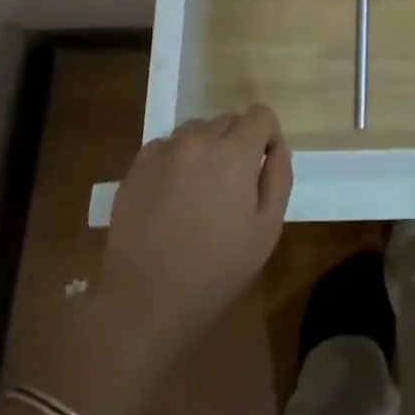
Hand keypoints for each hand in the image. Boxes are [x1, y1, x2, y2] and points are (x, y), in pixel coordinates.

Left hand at [100, 106, 293, 362]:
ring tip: (201, 190)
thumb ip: (278, 178)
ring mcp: (163, 150)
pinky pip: (166, 146)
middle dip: (237, 143)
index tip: (262, 165)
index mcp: (234, 152)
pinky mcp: (136, 167)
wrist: (146, 300)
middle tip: (233, 185)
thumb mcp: (267, 230)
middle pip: (228, 120)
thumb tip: (276, 147)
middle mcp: (198, 139)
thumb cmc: (216, 269)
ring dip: (206, 148)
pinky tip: (172, 196)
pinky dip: (176, 160)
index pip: (260, 114)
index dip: (267, 136)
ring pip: (196, 130)